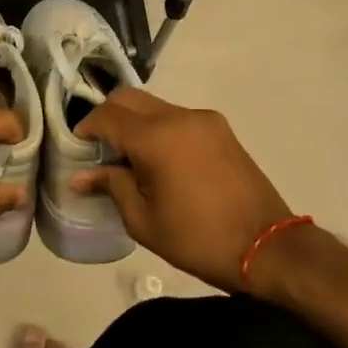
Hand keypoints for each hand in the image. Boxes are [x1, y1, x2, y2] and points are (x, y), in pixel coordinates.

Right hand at [72, 88, 291, 291]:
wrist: (269, 249)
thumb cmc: (199, 239)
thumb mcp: (144, 220)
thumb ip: (112, 187)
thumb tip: (81, 176)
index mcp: (157, 138)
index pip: (108, 115)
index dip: (86, 127)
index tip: (77, 146)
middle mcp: (179, 117)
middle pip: (130, 99)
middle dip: (108, 116)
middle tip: (98, 147)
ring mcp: (204, 120)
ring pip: (154, 106)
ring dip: (135, 122)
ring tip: (129, 158)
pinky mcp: (221, 130)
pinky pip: (177, 118)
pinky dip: (159, 129)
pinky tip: (159, 160)